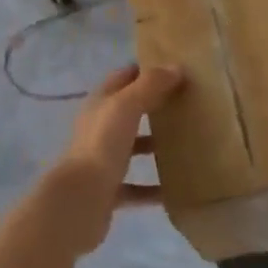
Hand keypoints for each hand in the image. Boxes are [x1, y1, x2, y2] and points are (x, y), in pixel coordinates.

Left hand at [40, 64, 183, 255]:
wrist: (79, 199)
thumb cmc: (102, 144)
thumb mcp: (126, 106)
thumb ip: (150, 85)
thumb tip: (176, 67)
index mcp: (100, 104)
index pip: (123, 77)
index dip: (146, 70)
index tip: (175, 69)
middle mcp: (99, 128)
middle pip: (129, 112)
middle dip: (155, 106)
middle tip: (188, 103)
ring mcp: (102, 160)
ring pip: (133, 148)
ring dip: (155, 145)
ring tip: (187, 142)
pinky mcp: (109, 190)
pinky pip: (136, 187)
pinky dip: (154, 188)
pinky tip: (177, 188)